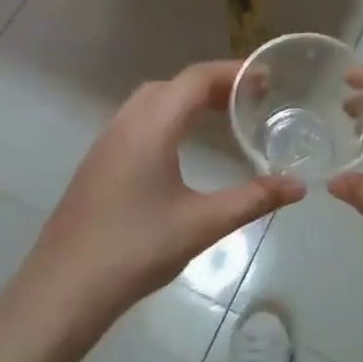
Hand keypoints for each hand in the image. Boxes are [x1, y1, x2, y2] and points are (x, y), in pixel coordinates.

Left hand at [20, 61, 302, 320]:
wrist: (64, 289)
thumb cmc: (136, 250)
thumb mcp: (203, 224)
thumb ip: (253, 199)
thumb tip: (298, 186)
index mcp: (151, 128)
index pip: (195, 79)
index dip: (232, 73)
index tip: (266, 80)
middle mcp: (125, 124)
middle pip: (172, 85)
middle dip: (212, 84)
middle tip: (248, 100)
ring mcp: (105, 143)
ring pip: (149, 101)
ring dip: (185, 100)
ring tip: (219, 118)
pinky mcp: (96, 164)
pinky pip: (136, 121)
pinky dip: (166, 117)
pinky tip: (179, 148)